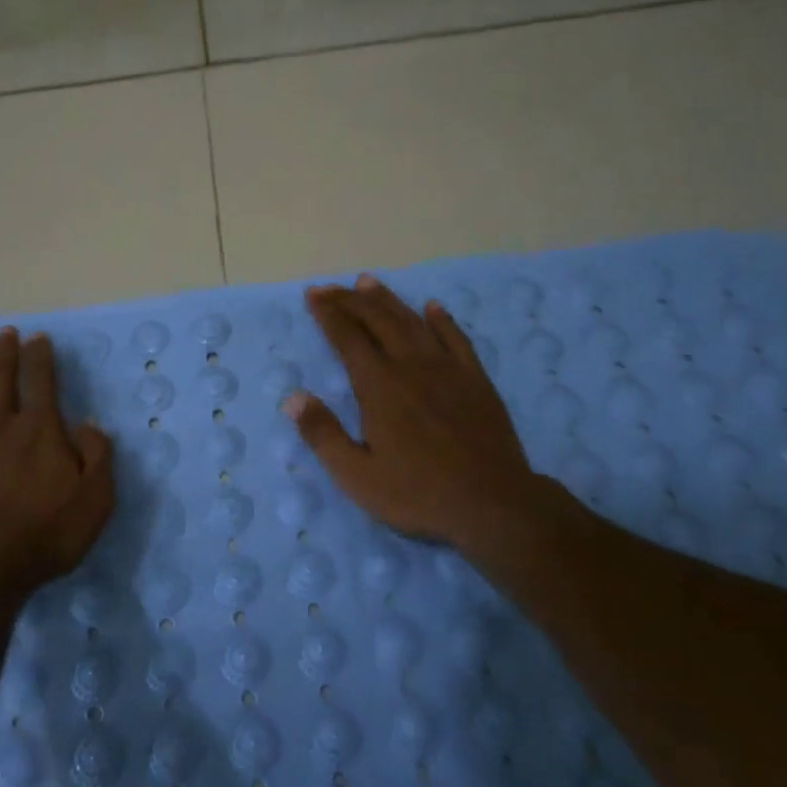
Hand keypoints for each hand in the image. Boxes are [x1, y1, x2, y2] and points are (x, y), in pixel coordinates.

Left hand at [0, 328, 114, 589]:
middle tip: (4, 331)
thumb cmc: (46, 532)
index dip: (41, 356)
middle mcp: (2, 423)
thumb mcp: (96, 498)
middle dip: (5, 351)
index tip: (38, 337)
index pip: (42, 380)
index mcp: (41, 428)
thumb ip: (98, 455)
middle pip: (2, 377)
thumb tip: (90, 423)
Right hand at [285, 274, 546, 555]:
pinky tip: (433, 307)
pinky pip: (457, 338)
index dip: (329, 314)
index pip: (348, 338)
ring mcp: (448, 369)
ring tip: (368, 283)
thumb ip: (323, 434)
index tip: (313, 295)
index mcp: (380, 387)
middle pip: (378, 321)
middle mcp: (411, 366)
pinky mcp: (476, 379)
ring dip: (388, 300)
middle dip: (350, 301)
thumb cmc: (418, 493)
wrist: (493, 503)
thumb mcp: (357, 475)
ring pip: (413, 322)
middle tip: (330, 288)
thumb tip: (293, 398)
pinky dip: (442, 319)